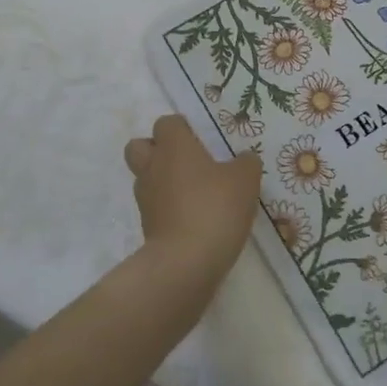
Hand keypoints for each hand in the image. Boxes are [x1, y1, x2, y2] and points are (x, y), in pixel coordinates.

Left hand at [124, 114, 262, 272]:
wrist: (185, 262)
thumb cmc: (215, 207)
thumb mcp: (245, 180)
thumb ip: (246, 163)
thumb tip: (244, 160)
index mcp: (174, 147)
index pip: (166, 123)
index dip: (182, 128)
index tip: (201, 139)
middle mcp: (153, 167)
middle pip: (139, 146)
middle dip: (157, 149)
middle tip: (186, 161)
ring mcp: (146, 199)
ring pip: (145, 178)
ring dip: (163, 181)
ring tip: (193, 192)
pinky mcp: (147, 227)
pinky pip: (155, 207)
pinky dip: (168, 208)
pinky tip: (194, 217)